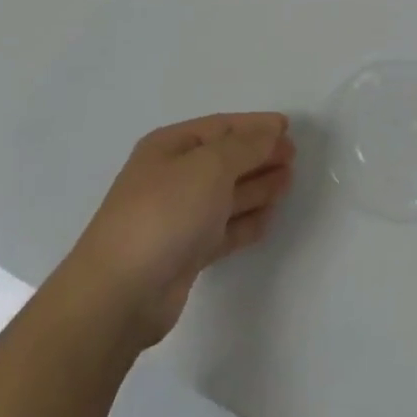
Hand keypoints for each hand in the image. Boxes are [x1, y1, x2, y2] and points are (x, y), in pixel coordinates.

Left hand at [64, 113, 294, 348]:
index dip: (254, 125)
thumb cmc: (165, 212)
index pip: (220, 127)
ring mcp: (178, 217)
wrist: (122, 291)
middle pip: (224, 160)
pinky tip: (268, 218)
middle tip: (294, 156)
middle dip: (258, 155)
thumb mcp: (209, 166)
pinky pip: (223, 229)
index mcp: (170, 146)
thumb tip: (270, 132)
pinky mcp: (185, 254)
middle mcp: (172, 177)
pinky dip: (246, 222)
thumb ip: (245, 147)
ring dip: (257, 186)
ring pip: (225, 195)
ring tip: (288, 181)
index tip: (288, 127)